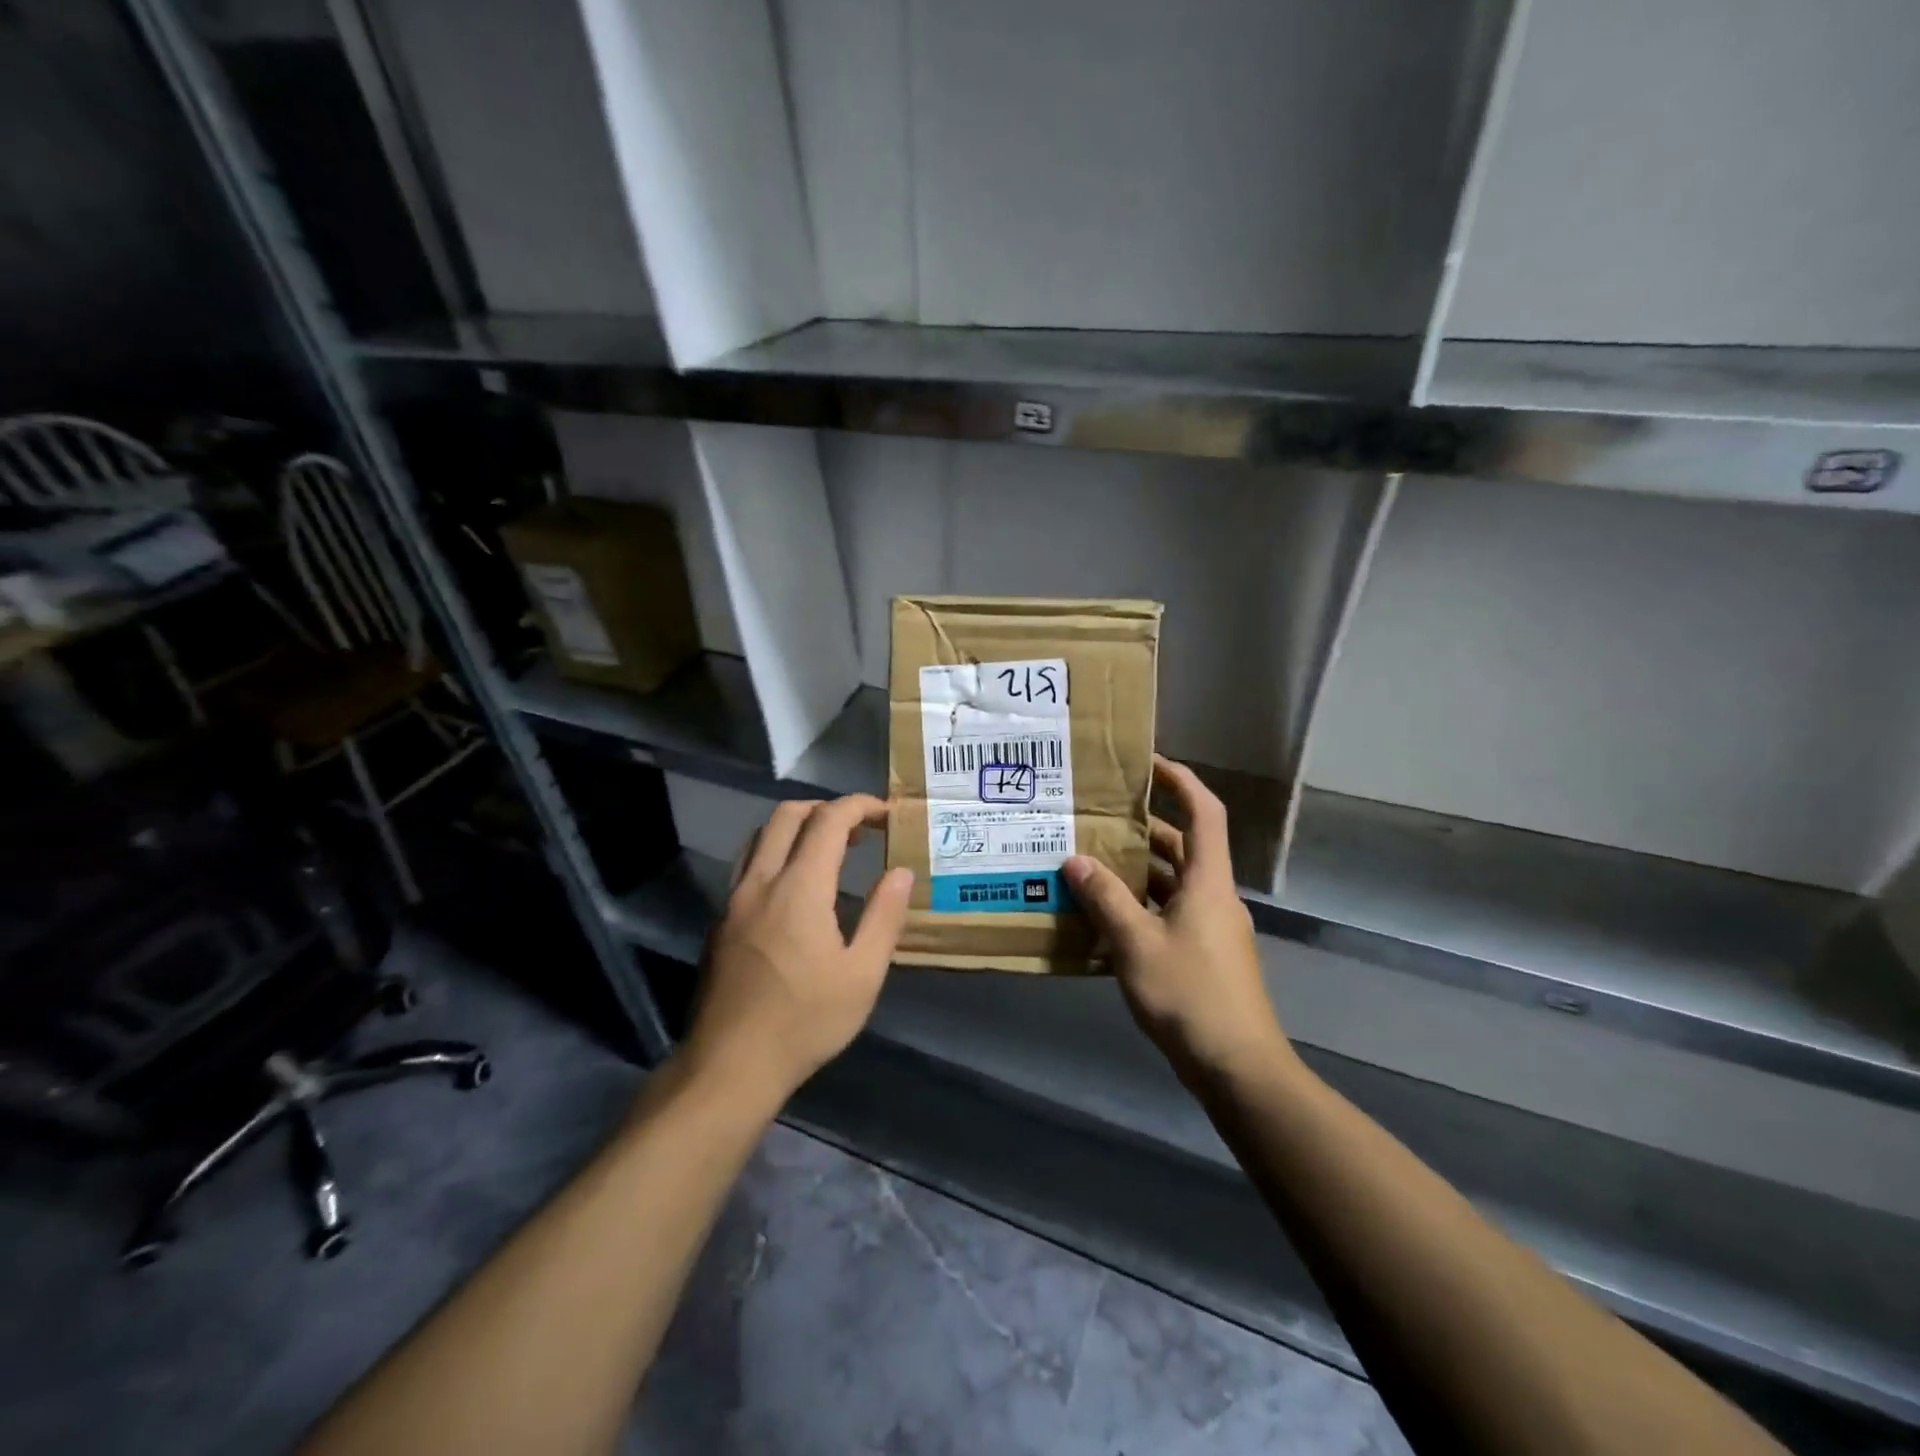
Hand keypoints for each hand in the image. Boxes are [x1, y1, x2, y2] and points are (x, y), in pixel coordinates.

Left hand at [684, 795, 912, 1105]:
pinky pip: (748, 864)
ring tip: (829, 849)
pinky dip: (777, 852)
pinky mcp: (720, 921)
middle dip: (827, 808)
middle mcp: (760, 882)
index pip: (828, 821)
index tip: (886, 814)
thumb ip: (884, 916)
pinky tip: (796, 887)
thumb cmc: (805, 1022)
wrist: (730, 1066)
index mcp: (799, 889)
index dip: (859, 806)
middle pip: (787, 815)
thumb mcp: (862, 975)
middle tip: (860, 829)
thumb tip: (901, 872)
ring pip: (761, 836)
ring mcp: (733, 901)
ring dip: (798, 826)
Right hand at [1064, 756, 1290, 1085]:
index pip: (1204, 813)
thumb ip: (1105, 899)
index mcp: (1208, 882)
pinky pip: (1169, 912)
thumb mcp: (1136, 944)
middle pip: (1184, 846)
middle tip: (1100, 816)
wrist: (1237, 1067)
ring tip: (1092, 859)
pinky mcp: (1204, 955)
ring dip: (1139, 869)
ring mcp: (1211, 928)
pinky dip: (1141, 904)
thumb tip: (1075, 861)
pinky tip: (1106, 915)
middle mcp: (1214, 896)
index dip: (1181, 781)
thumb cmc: (1190, 995)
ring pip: (1174, 882)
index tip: (1148, 764)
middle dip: (1146, 827)